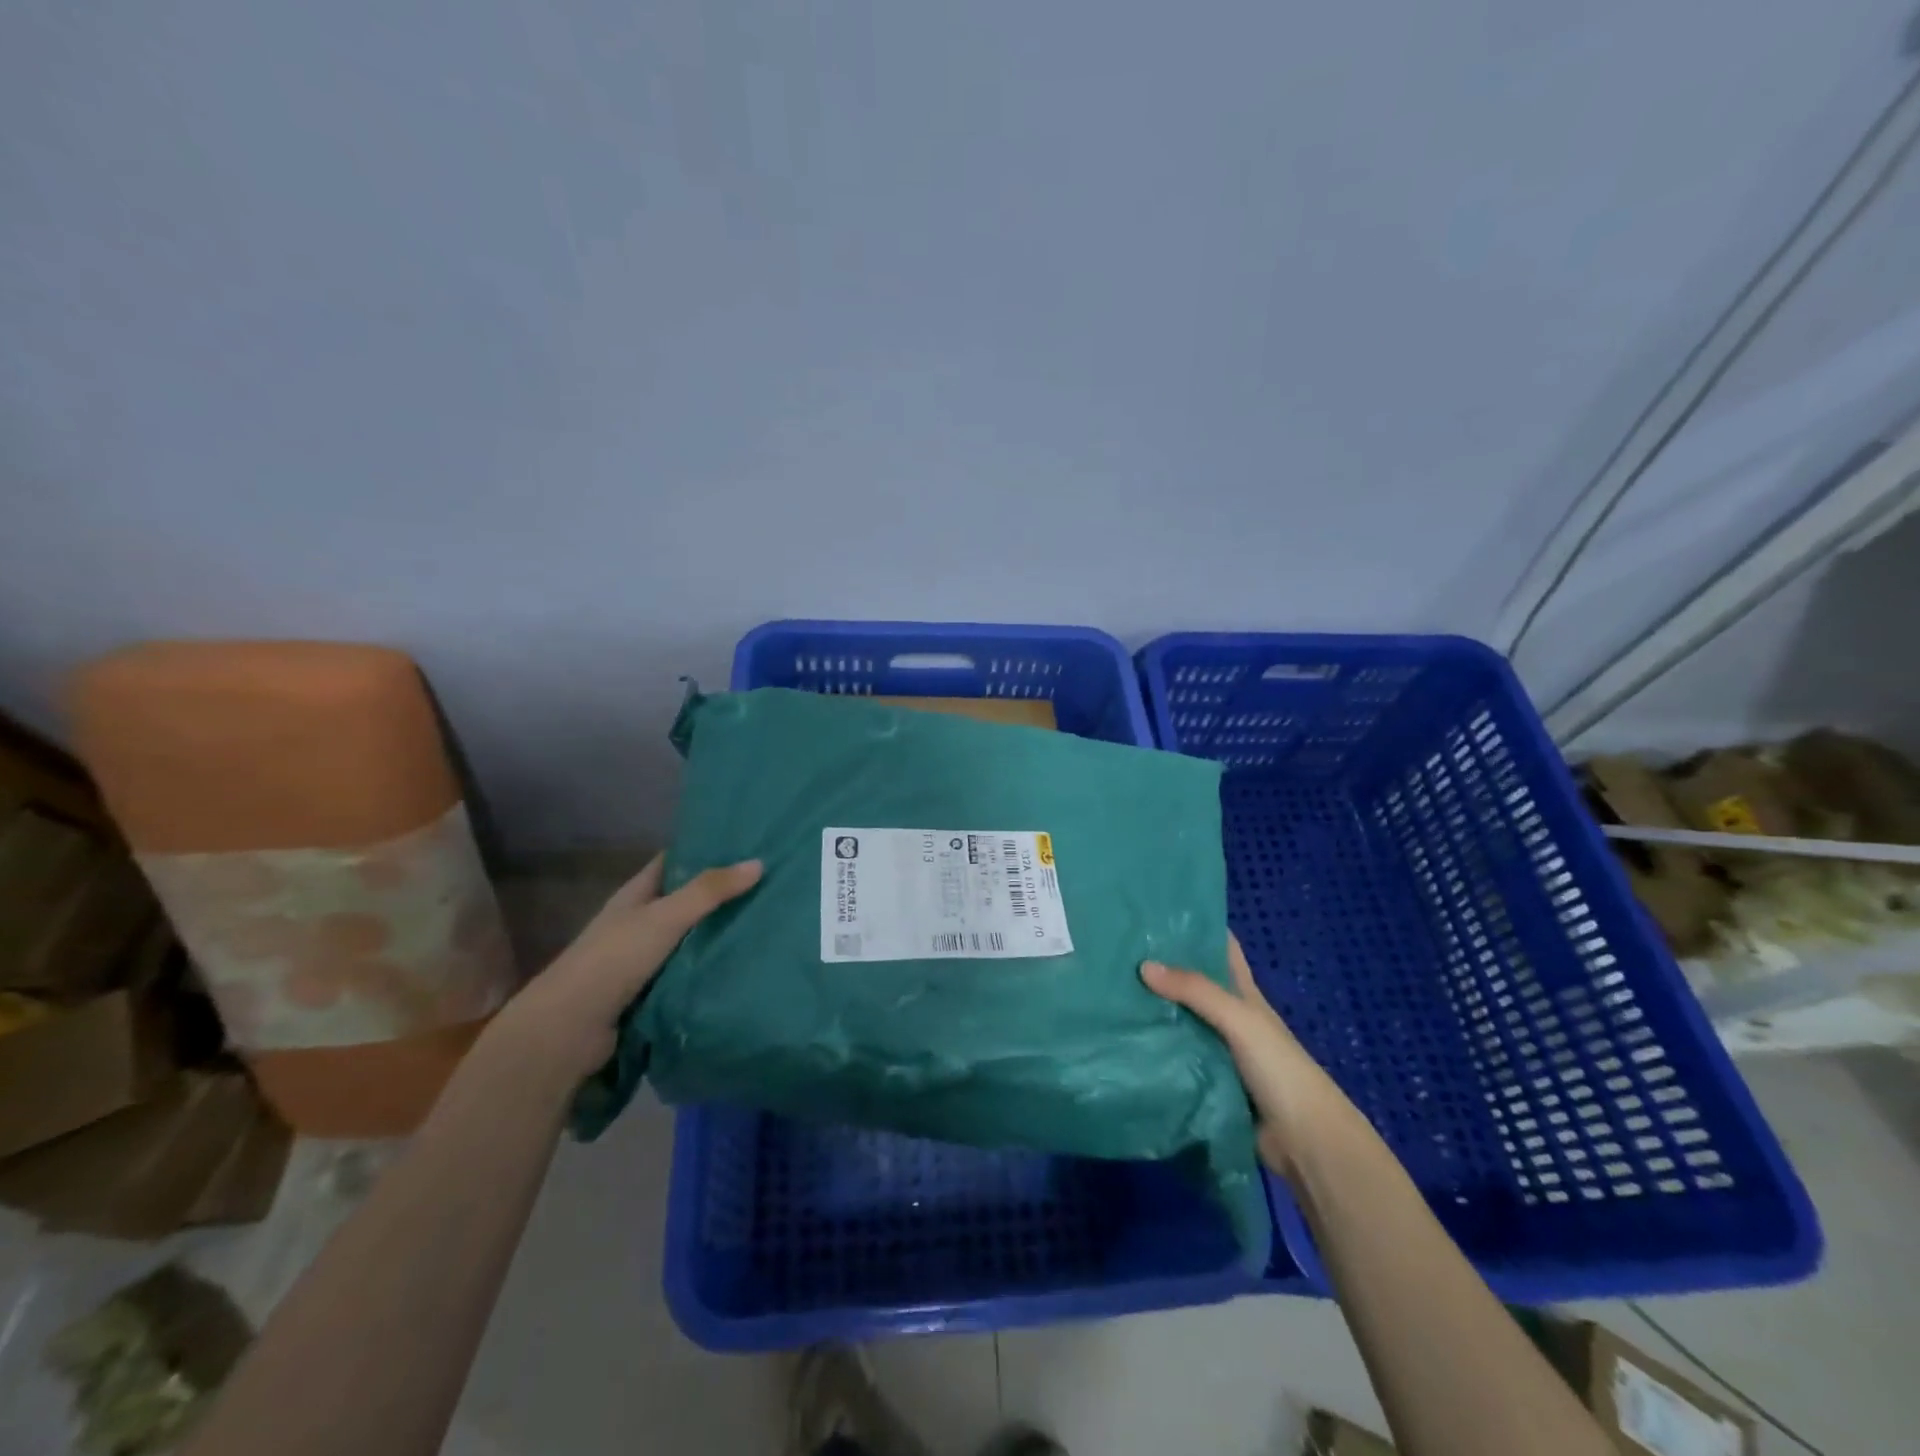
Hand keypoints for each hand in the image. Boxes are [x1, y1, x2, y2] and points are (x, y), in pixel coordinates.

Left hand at [494, 854, 762, 1079]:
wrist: (569, 1030)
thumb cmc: (614, 959)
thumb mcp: (665, 917)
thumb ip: (709, 891)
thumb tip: (758, 863)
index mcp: (636, 895)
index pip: (673, 862)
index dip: (705, 850)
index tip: (745, 845)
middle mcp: (639, 922)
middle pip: (685, 900)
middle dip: (721, 894)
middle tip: (769, 884)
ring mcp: (643, 959)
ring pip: (690, 938)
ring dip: (719, 933)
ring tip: (767, 922)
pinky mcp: (651, 992)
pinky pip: (689, 971)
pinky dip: (711, 967)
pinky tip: (744, 963)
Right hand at [1141, 933, 1354, 1176]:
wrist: (1303, 1140)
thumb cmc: (1278, 1067)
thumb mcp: (1239, 1019)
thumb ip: (1195, 991)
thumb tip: (1143, 965)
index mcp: (1244, 993)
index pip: (1222, 948)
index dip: (1198, 927)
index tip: (1158, 910)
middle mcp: (1229, 1016)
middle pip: (1193, 982)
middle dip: (1163, 965)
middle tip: (1118, 947)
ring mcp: (1217, 1049)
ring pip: (1180, 1019)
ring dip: (1153, 1007)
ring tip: (1108, 986)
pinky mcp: (1205, 1080)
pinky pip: (1174, 1054)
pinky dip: (1154, 1045)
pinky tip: (1122, 1036)